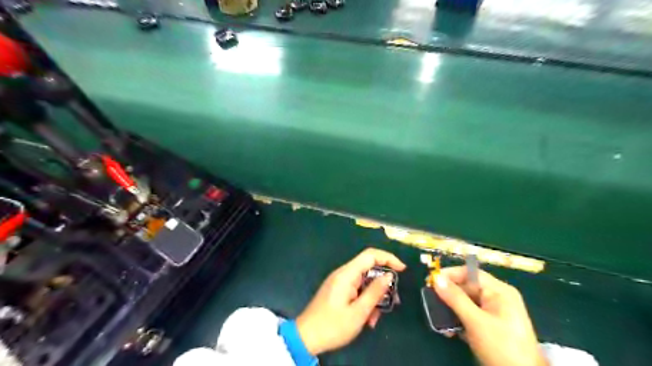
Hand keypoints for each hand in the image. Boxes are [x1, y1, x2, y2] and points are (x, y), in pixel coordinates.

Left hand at [297, 248, 405, 354]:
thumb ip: (375, 292)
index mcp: (346, 274)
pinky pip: (357, 290)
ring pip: (364, 282)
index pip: (370, 255)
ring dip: (374, 297)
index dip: (388, 258)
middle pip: (369, 269)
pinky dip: (365, 301)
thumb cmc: (332, 326)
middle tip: (393, 301)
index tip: (402, 269)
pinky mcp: (338, 291)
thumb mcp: (358, 312)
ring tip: (375, 318)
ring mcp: (340, 282)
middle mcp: (343, 274)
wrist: (306, 338)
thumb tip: (389, 276)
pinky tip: (367, 318)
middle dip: (382, 284)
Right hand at [435, 267, 546, 365]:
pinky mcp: (489, 327)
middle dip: (448, 296)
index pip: (471, 273)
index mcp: (499, 291)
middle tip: (430, 302)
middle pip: (466, 288)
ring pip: (465, 303)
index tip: (431, 280)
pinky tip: (449, 331)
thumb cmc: (501, 347)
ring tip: (438, 320)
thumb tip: (437, 278)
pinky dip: (458, 320)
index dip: (451, 275)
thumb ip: (455, 298)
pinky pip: (469, 316)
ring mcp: (494, 313)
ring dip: (450, 310)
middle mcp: (497, 298)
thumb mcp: (475, 322)